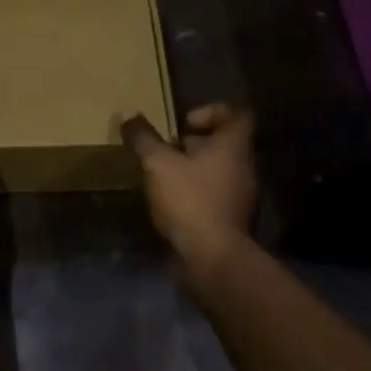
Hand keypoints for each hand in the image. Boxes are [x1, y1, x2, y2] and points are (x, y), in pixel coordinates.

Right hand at [122, 104, 257, 272]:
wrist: (213, 259)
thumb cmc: (191, 200)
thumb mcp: (159, 164)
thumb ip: (143, 138)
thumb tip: (127, 113)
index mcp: (234, 147)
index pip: (236, 115)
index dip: (211, 111)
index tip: (183, 123)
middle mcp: (244, 168)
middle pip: (224, 144)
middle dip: (193, 144)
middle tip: (165, 149)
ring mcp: (240, 197)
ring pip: (217, 172)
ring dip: (191, 170)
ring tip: (162, 176)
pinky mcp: (230, 221)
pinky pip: (213, 196)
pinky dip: (194, 194)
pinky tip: (169, 203)